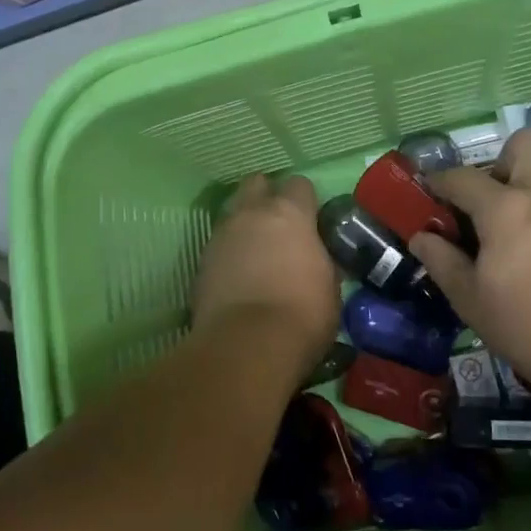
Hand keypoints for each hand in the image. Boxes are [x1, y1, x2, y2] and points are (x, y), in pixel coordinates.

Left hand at [191, 174, 339, 366]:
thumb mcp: (330, 287)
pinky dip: (228, 254)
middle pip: (256, 184)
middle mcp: (251, 214)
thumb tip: (318, 258)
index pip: (299, 185)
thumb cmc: (302, 313)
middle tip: (279, 226)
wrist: (247, 346)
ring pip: (232, 213)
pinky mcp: (201, 262)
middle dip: (266, 197)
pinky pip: (218, 245)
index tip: (312, 221)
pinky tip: (238, 276)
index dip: (305, 201)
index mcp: (289, 213)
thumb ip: (321, 261)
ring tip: (256, 253)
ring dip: (245, 226)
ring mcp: (221, 235)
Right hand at [411, 130, 530, 392]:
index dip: (441, 180)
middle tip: (495, 196)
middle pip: (526, 143)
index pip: (462, 177)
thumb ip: (441, 261)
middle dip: (504, 159)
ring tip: (530, 214)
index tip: (432, 189)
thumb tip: (421, 237)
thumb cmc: (527, 326)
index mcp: (505, 208)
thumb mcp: (469, 300)